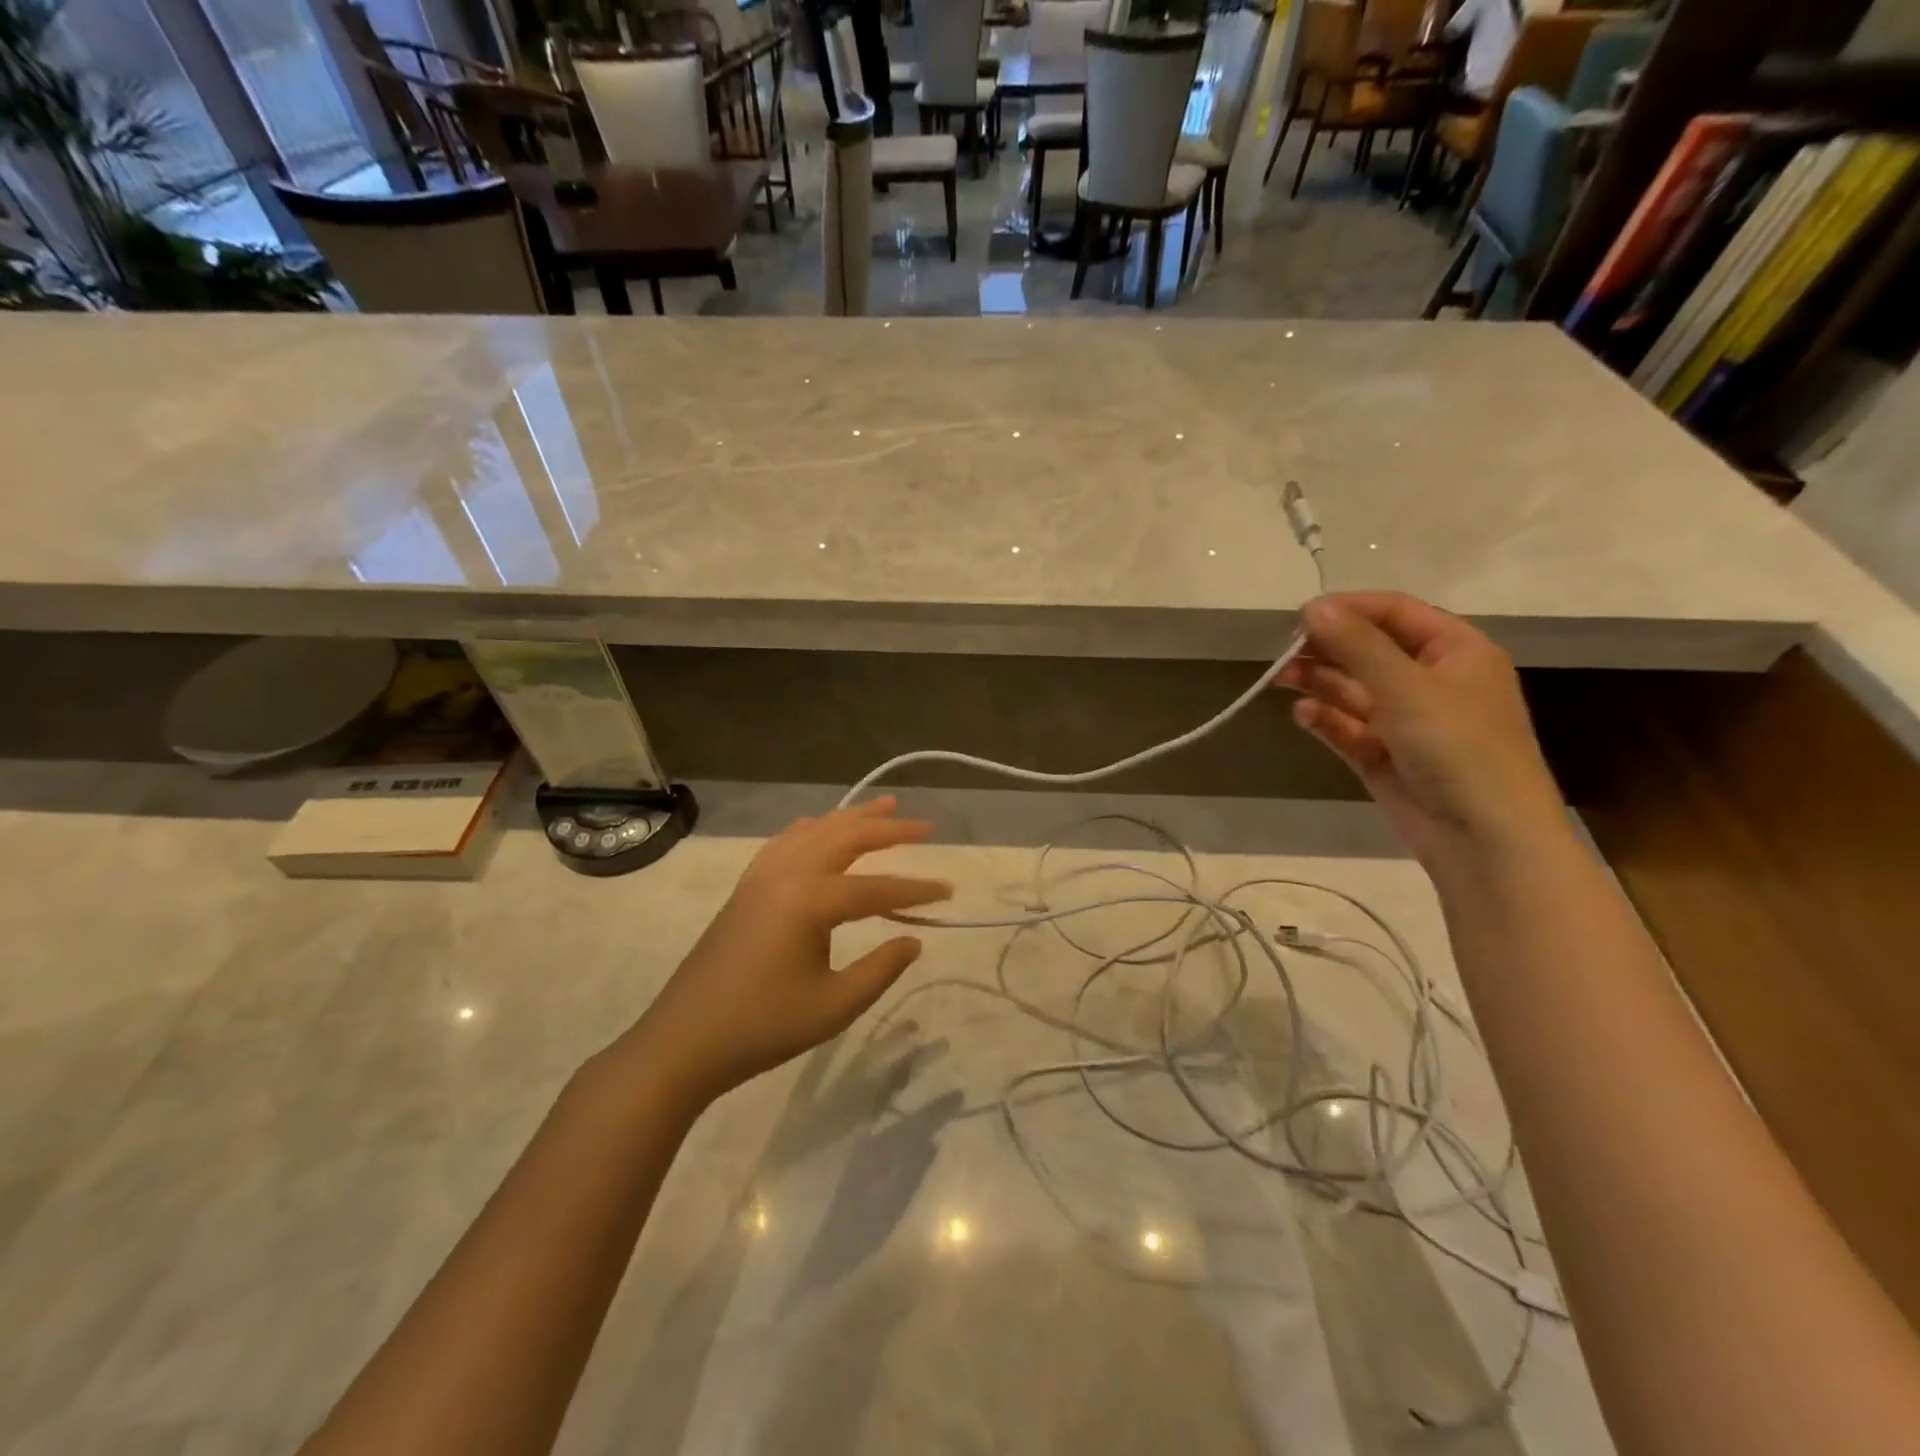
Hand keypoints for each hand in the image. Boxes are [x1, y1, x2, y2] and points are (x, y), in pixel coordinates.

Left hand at [630, 798, 951, 1104]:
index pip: (877, 888)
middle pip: (846, 838)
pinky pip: (785, 842)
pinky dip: (811, 829)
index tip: (949, 890)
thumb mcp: (834, 1007)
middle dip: (888, 829)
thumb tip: (914, 939)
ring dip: (851, 818)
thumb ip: (881, 969)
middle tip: (926, 826)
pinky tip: (818, 826)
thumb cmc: (763, 1027)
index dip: (916, 889)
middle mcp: (787, 875)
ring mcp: (761, 877)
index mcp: (811, 901)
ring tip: (884, 806)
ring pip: (815, 831)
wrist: (684, 1040)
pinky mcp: (746, 887)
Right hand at [1275, 593, 1566, 865]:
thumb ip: (1357, 645)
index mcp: (1455, 652)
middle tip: (1283, 651)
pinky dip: (1324, 719)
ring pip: (1353, 689)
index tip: (1300, 617)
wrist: (1483, 838)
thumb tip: (1313, 607)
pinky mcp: (1383, 755)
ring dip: (1319, 681)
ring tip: (1281, 678)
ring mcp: (1405, 721)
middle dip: (1326, 648)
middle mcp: (1430, 681)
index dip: (1348, 609)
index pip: (1395, 613)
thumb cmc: (1458, 747)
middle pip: (1369, 650)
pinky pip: (1347, 727)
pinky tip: (1301, 715)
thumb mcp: (1407, 687)